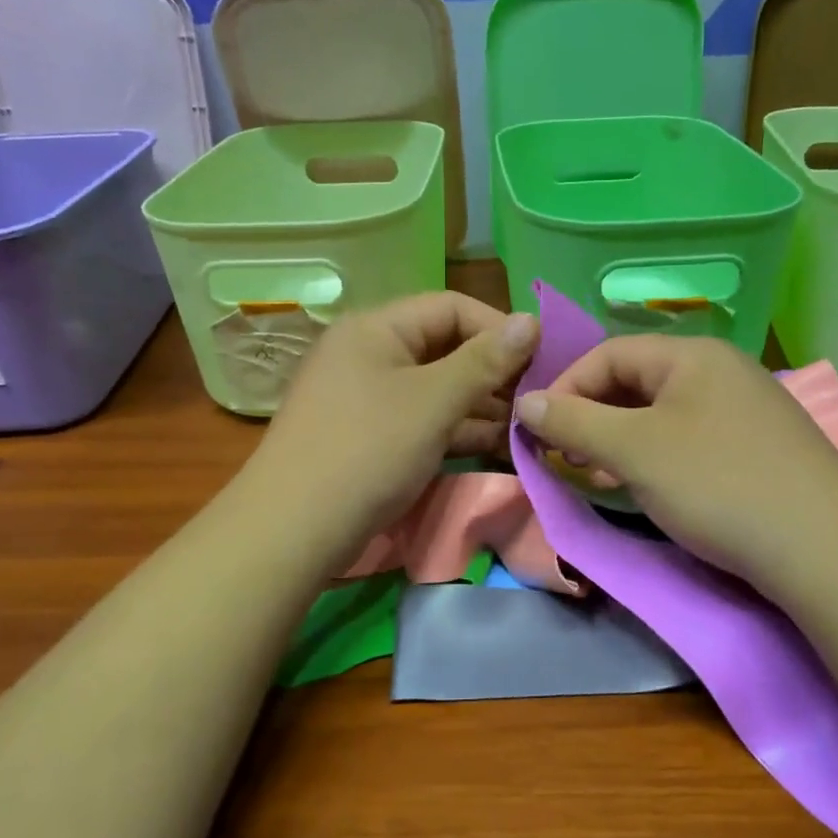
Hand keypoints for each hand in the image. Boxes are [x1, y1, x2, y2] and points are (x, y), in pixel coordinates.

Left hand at [246, 292, 538, 554]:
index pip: (450, 307)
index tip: (542, 358)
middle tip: (538, 398)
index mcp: (376, 328)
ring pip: (437, 388)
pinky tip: (498, 446)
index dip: (498, 328)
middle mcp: (369, 353)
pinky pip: (423, 419)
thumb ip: (485, 360)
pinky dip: (458, 429)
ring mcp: (368, 397)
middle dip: (493, 371)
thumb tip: (530, 319)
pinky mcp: (371, 436)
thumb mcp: (434, 401)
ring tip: (528, 426)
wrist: (294, 529)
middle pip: (444, 347)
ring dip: (482, 404)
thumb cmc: (368, 450)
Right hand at [514, 335, 837, 591]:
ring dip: (621, 441)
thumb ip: (574, 422)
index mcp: (692, 355)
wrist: (823, 548)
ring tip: (602, 477)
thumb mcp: (634, 450)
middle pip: (636, 382)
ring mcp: (746, 409)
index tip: (538, 432)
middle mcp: (721, 370)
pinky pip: (691, 438)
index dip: (566, 388)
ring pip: (662, 414)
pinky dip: (657, 457)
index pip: (608, 354)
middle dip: (593, 418)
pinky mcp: (759, 447)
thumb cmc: (717, 483)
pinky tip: (651, 488)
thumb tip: (525, 401)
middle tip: (569, 459)